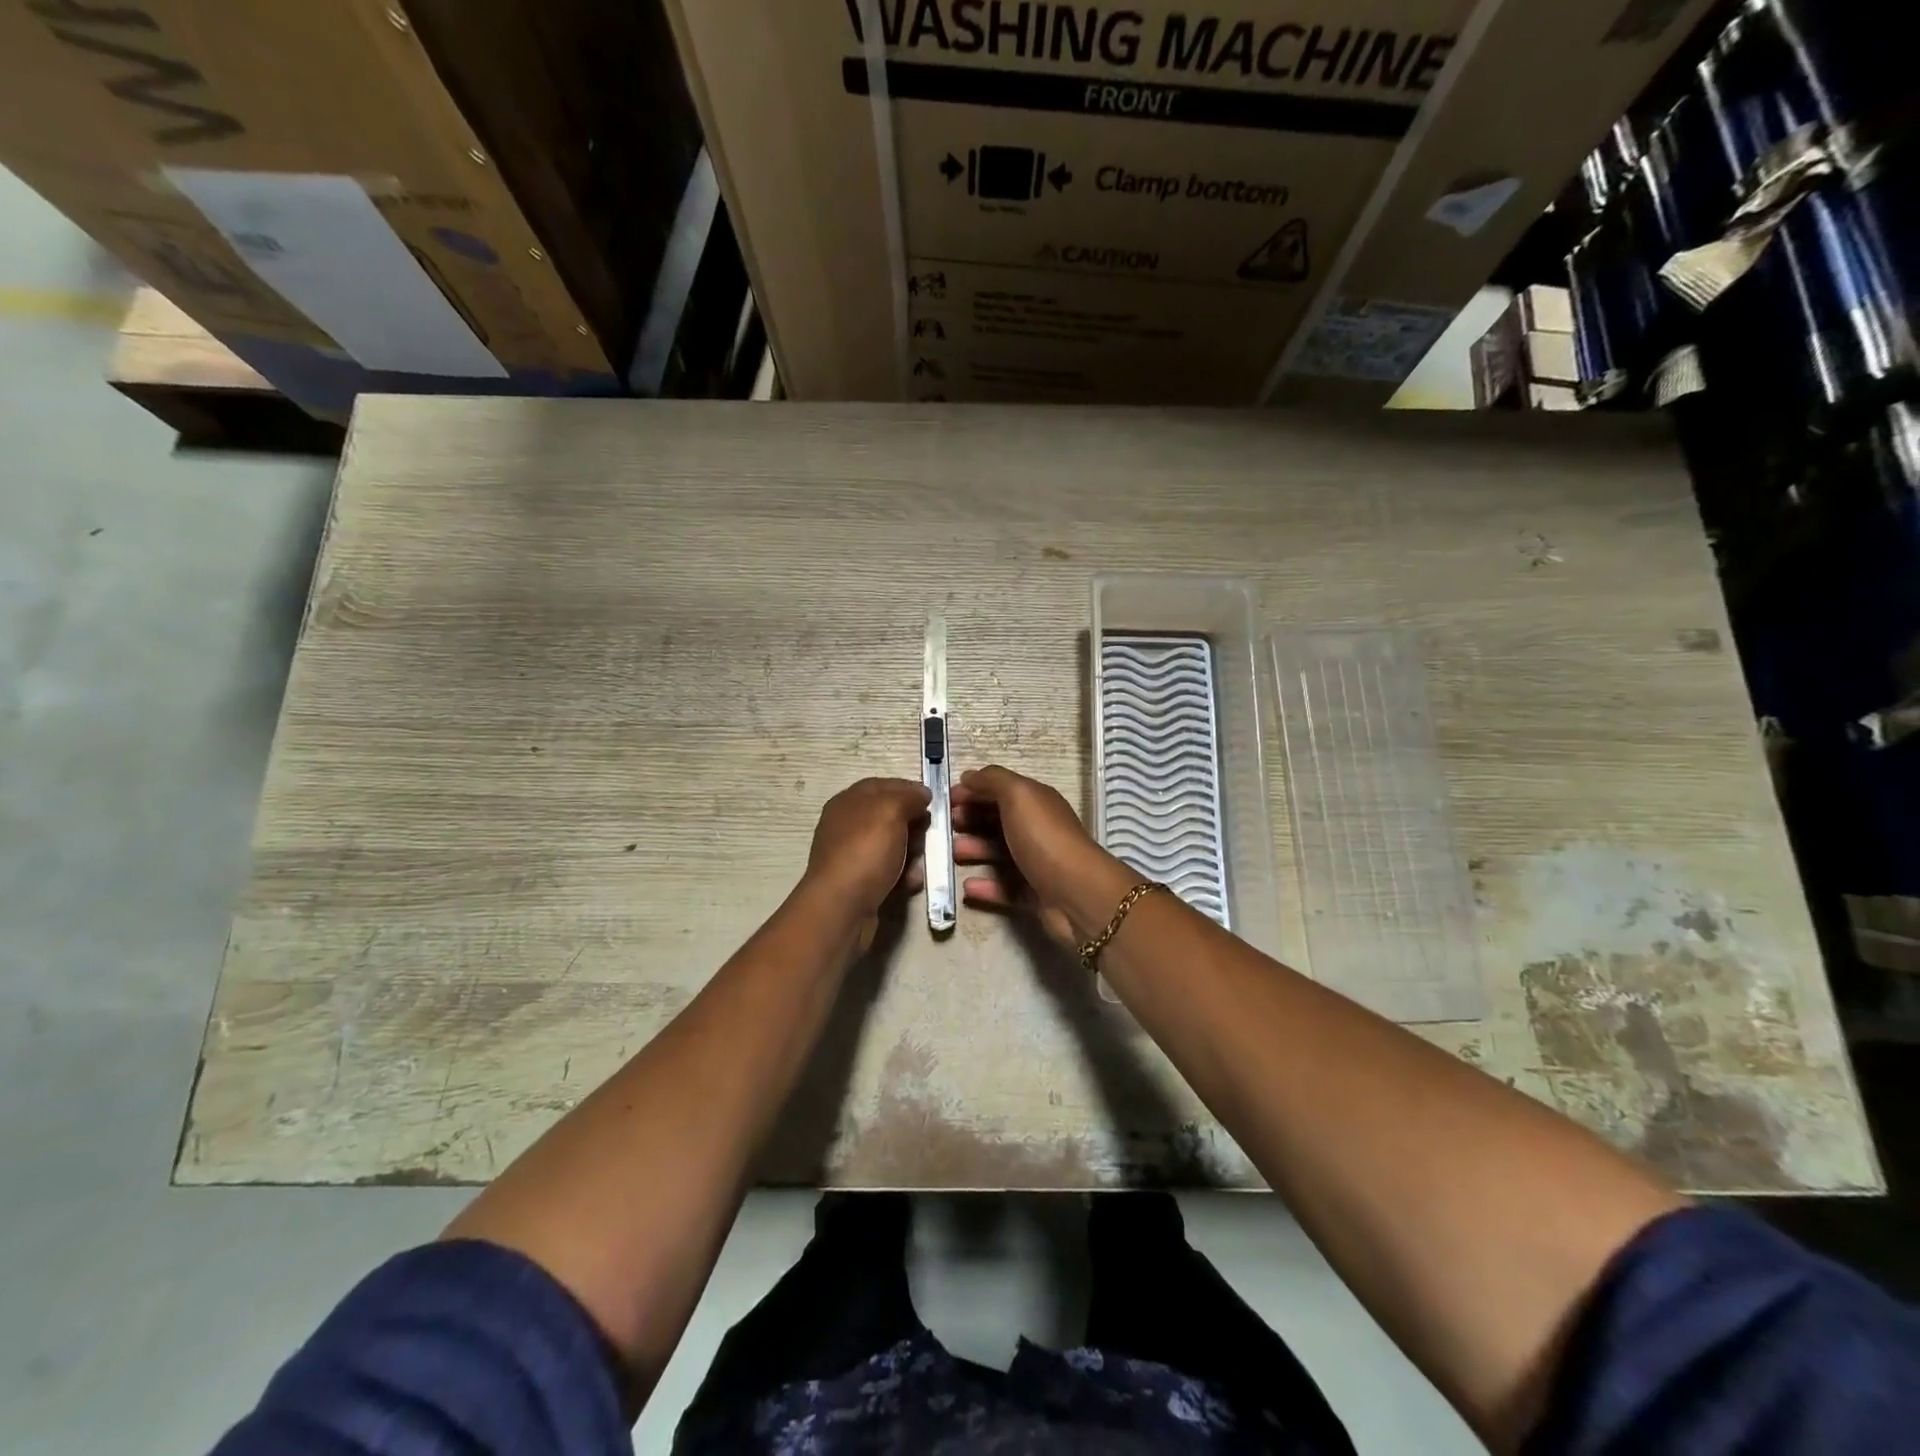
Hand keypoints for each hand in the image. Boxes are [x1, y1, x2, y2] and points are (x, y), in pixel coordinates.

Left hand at [803, 778, 931, 917]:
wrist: (841, 907)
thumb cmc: (865, 851)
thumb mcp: (890, 811)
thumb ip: (908, 796)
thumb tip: (922, 793)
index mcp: (848, 802)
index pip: (882, 785)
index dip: (908, 789)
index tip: (933, 800)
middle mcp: (847, 826)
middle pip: (889, 816)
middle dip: (913, 823)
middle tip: (930, 833)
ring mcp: (852, 855)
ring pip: (892, 845)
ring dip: (912, 851)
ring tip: (922, 860)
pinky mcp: (860, 883)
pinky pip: (888, 871)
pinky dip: (903, 875)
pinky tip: (912, 882)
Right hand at [952, 765, 1136, 945]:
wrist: (1077, 894)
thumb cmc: (1044, 838)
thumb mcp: (1018, 796)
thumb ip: (992, 781)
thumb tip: (969, 776)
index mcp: (1036, 803)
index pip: (1001, 791)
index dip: (974, 791)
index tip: (946, 800)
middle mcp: (1038, 830)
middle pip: (999, 821)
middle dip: (971, 820)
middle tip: (947, 826)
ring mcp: (1037, 863)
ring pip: (1000, 854)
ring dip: (975, 851)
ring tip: (953, 854)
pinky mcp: (1035, 895)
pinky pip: (1005, 888)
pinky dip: (985, 886)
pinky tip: (966, 887)